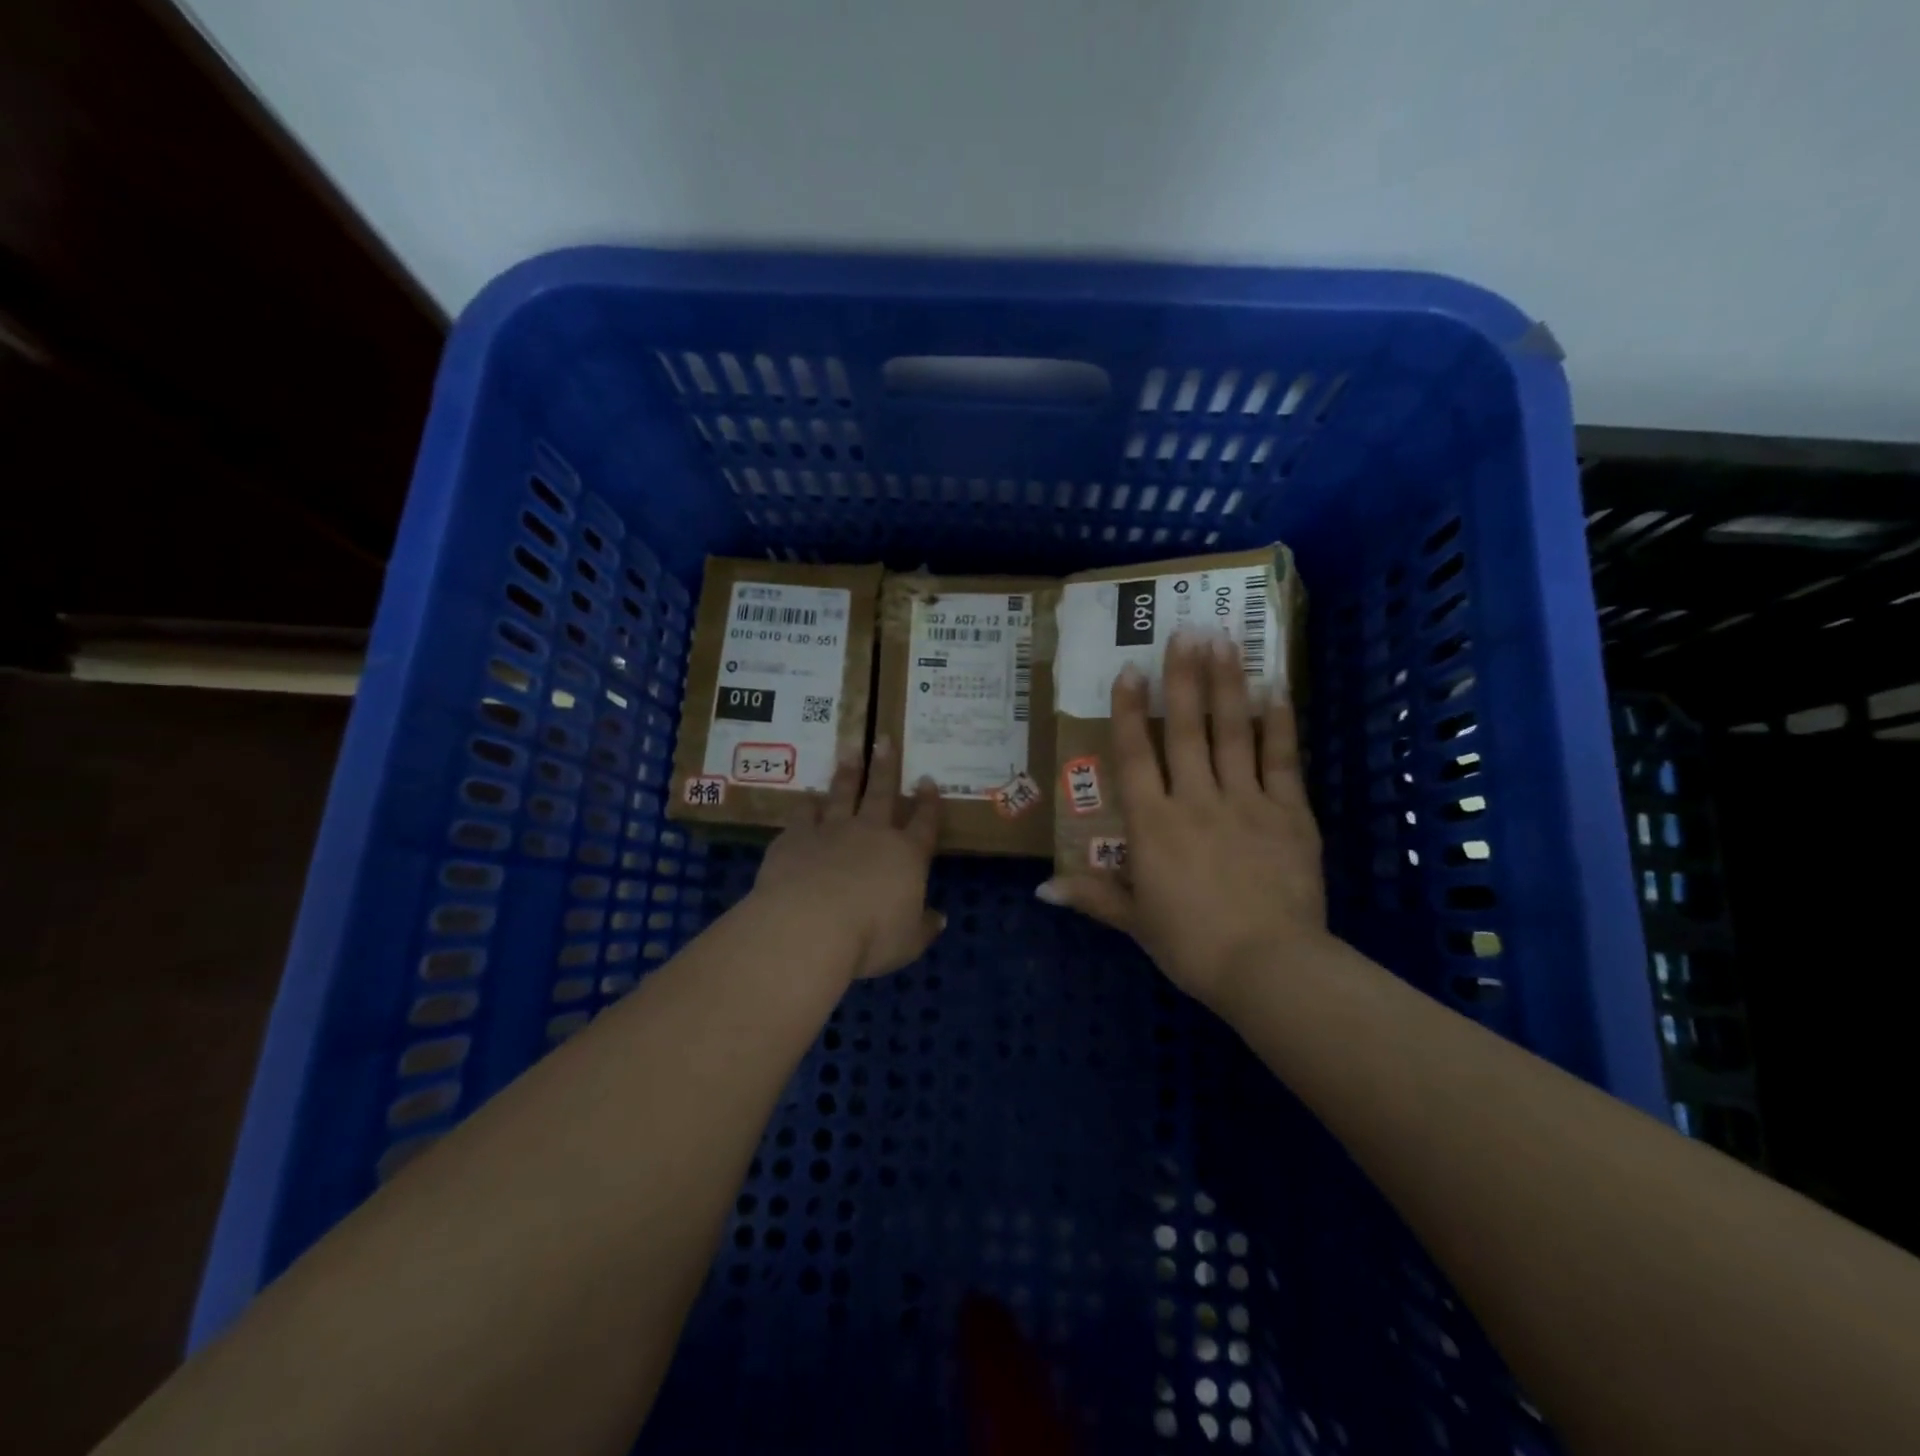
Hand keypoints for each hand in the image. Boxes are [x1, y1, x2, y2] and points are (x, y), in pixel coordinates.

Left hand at [749, 735, 944, 982]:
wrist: (809, 926)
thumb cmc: (869, 937)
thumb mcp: (908, 943)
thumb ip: (924, 928)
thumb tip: (939, 918)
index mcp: (906, 855)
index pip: (924, 822)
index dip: (928, 802)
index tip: (926, 780)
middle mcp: (871, 833)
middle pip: (881, 793)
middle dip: (885, 766)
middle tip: (884, 740)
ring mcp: (831, 830)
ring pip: (842, 793)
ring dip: (847, 772)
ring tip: (848, 749)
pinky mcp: (796, 837)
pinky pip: (803, 813)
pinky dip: (807, 804)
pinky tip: (807, 797)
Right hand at [1037, 629, 1327, 1009]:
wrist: (1269, 967)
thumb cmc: (1191, 945)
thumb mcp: (1135, 921)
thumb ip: (1092, 895)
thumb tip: (1041, 889)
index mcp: (1152, 825)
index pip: (1133, 757)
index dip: (1127, 711)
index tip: (1128, 670)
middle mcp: (1195, 800)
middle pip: (1184, 730)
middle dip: (1182, 678)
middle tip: (1184, 631)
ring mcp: (1245, 802)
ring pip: (1232, 733)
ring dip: (1226, 684)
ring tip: (1224, 641)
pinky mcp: (1289, 812)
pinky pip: (1282, 759)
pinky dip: (1278, 723)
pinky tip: (1275, 689)